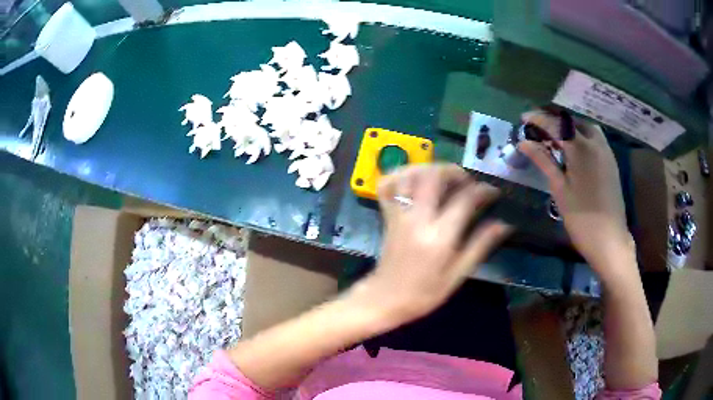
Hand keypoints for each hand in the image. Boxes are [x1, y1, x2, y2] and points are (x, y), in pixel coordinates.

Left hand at [356, 164, 511, 325]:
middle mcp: (418, 220)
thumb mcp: (457, 275)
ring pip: (408, 175)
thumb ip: (480, 246)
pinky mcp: (387, 216)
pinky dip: (399, 175)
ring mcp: (399, 215)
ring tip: (443, 177)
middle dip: (454, 171)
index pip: (464, 200)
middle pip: (433, 176)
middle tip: (467, 181)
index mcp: (439, 237)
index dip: (483, 191)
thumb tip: (504, 224)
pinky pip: (386, 186)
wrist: (385, 299)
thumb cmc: (424, 293)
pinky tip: (413, 179)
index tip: (492, 192)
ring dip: (428, 167)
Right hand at [518, 110, 634, 274]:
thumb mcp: (559, 189)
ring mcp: (606, 151)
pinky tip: (575, 147)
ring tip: (557, 135)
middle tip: (538, 127)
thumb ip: (543, 161)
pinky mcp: (611, 161)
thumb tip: (524, 143)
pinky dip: (582, 134)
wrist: (609, 240)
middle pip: (572, 121)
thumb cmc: (581, 218)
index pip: (555, 124)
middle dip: (554, 120)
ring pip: (586, 127)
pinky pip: (596, 137)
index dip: (538, 119)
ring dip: (570, 126)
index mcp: (580, 148)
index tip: (523, 118)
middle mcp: (595, 143)